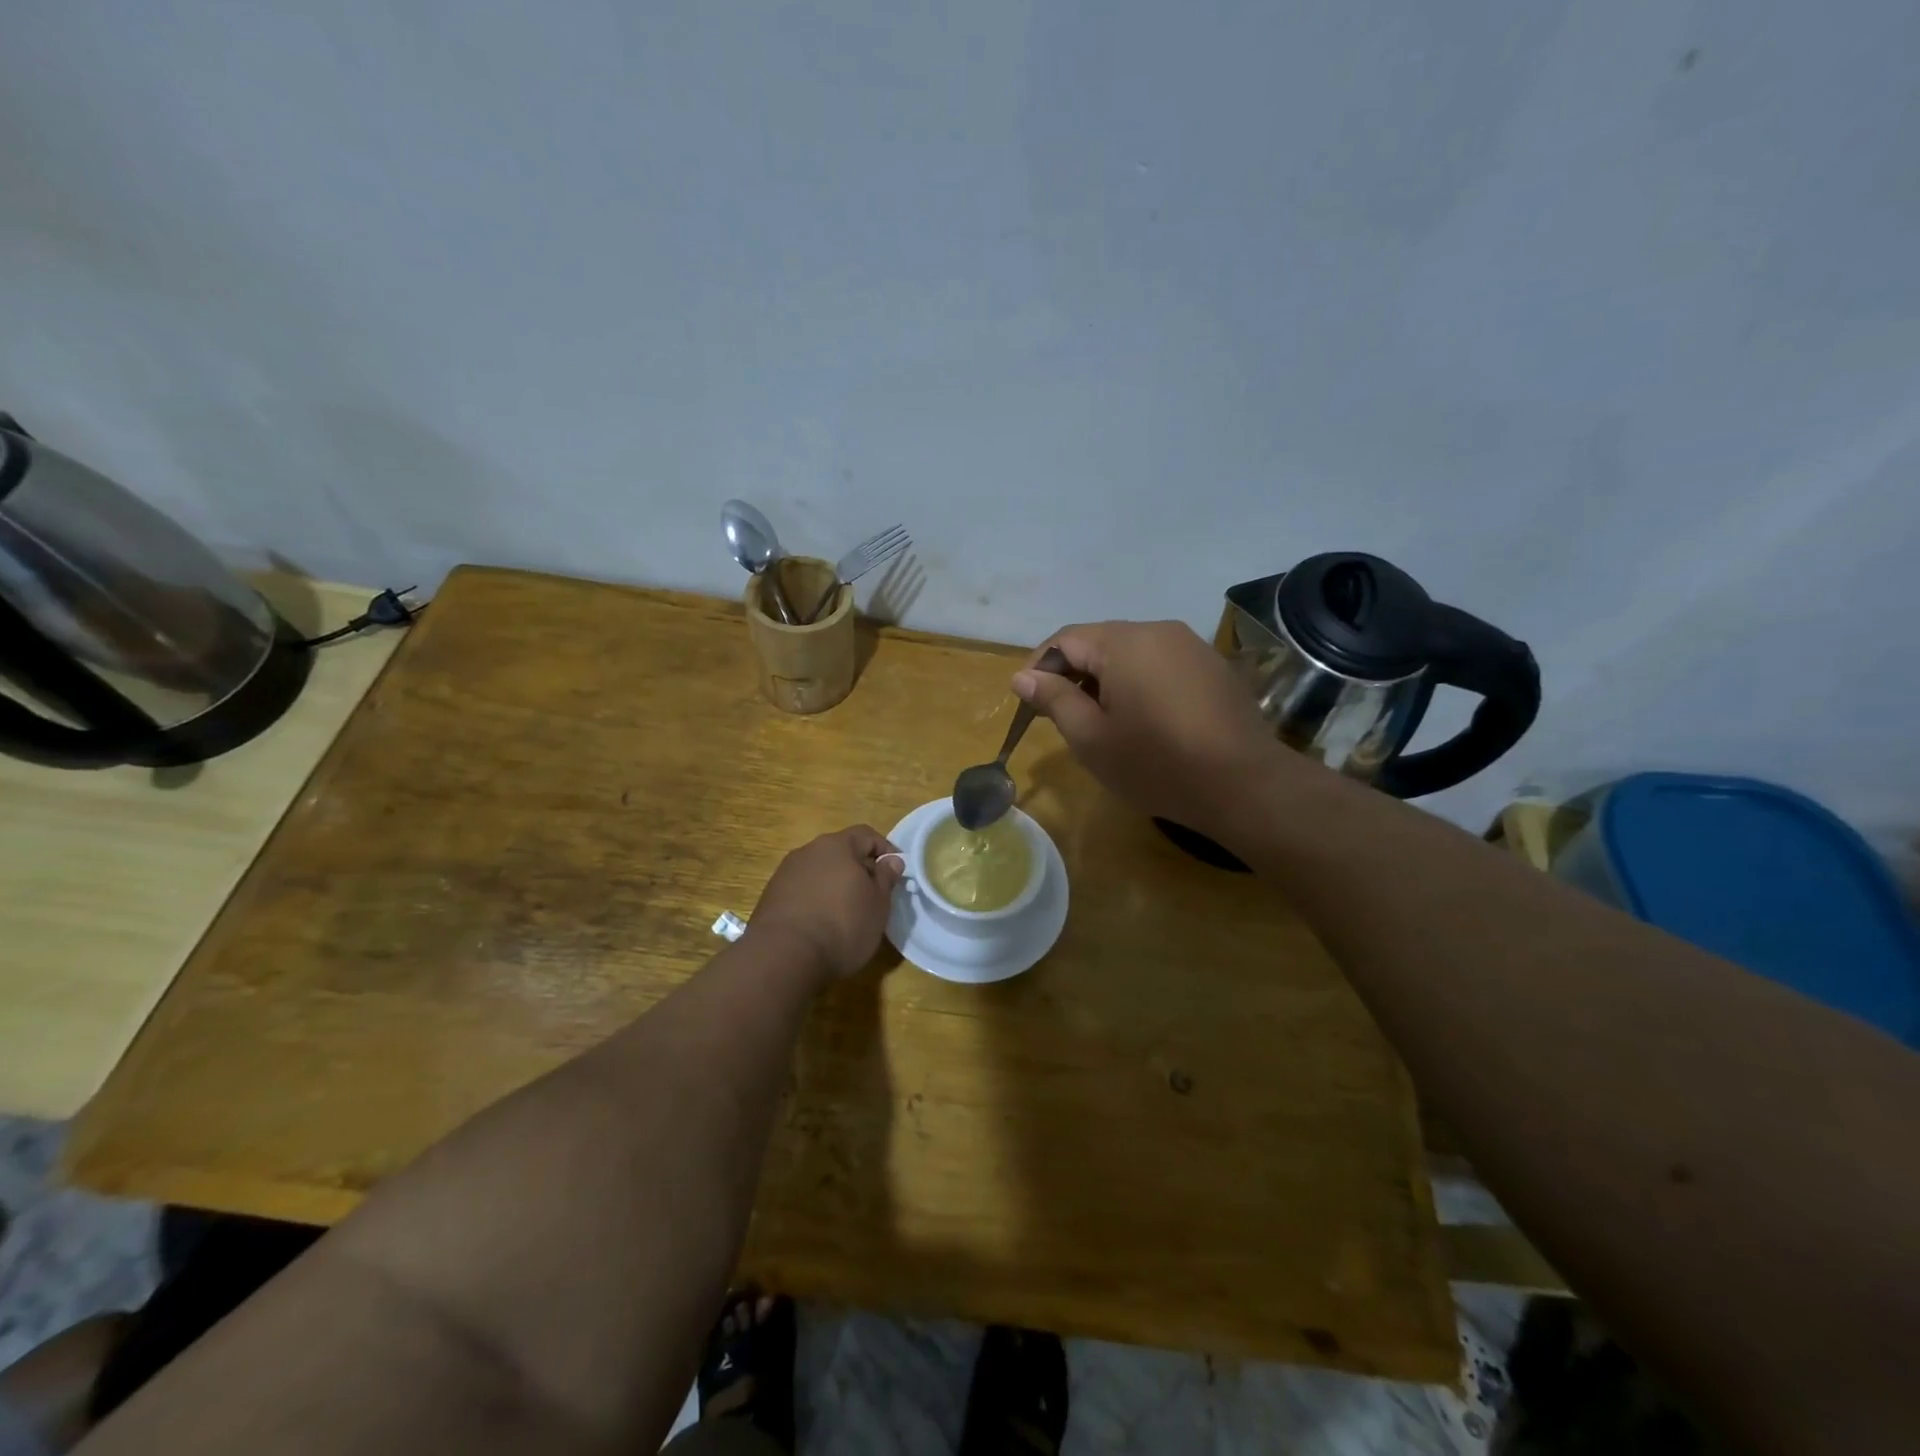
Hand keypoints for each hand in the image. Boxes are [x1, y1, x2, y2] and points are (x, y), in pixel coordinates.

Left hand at [749, 826, 902, 978]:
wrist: (783, 956)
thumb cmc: (842, 925)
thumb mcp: (878, 904)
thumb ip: (886, 878)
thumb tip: (891, 860)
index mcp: (837, 845)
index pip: (866, 835)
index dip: (885, 850)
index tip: (896, 872)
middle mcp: (808, 851)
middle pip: (840, 852)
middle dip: (859, 869)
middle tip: (874, 894)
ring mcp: (786, 873)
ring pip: (820, 871)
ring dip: (835, 885)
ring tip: (847, 912)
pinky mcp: (771, 896)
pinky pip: (802, 890)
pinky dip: (816, 900)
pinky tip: (821, 924)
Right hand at [1012, 621, 1295, 834]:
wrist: (1243, 784)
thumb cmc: (1156, 763)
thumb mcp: (1091, 738)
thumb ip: (1054, 699)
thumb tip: (1023, 677)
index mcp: (1123, 642)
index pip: (1064, 640)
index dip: (1038, 667)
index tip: (1026, 702)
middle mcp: (1157, 630)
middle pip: (1098, 642)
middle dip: (1072, 674)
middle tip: (1058, 716)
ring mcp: (1190, 645)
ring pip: (1130, 653)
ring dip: (1105, 680)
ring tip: (1099, 721)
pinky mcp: (1212, 666)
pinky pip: (1160, 664)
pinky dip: (1138, 684)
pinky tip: (1142, 720)